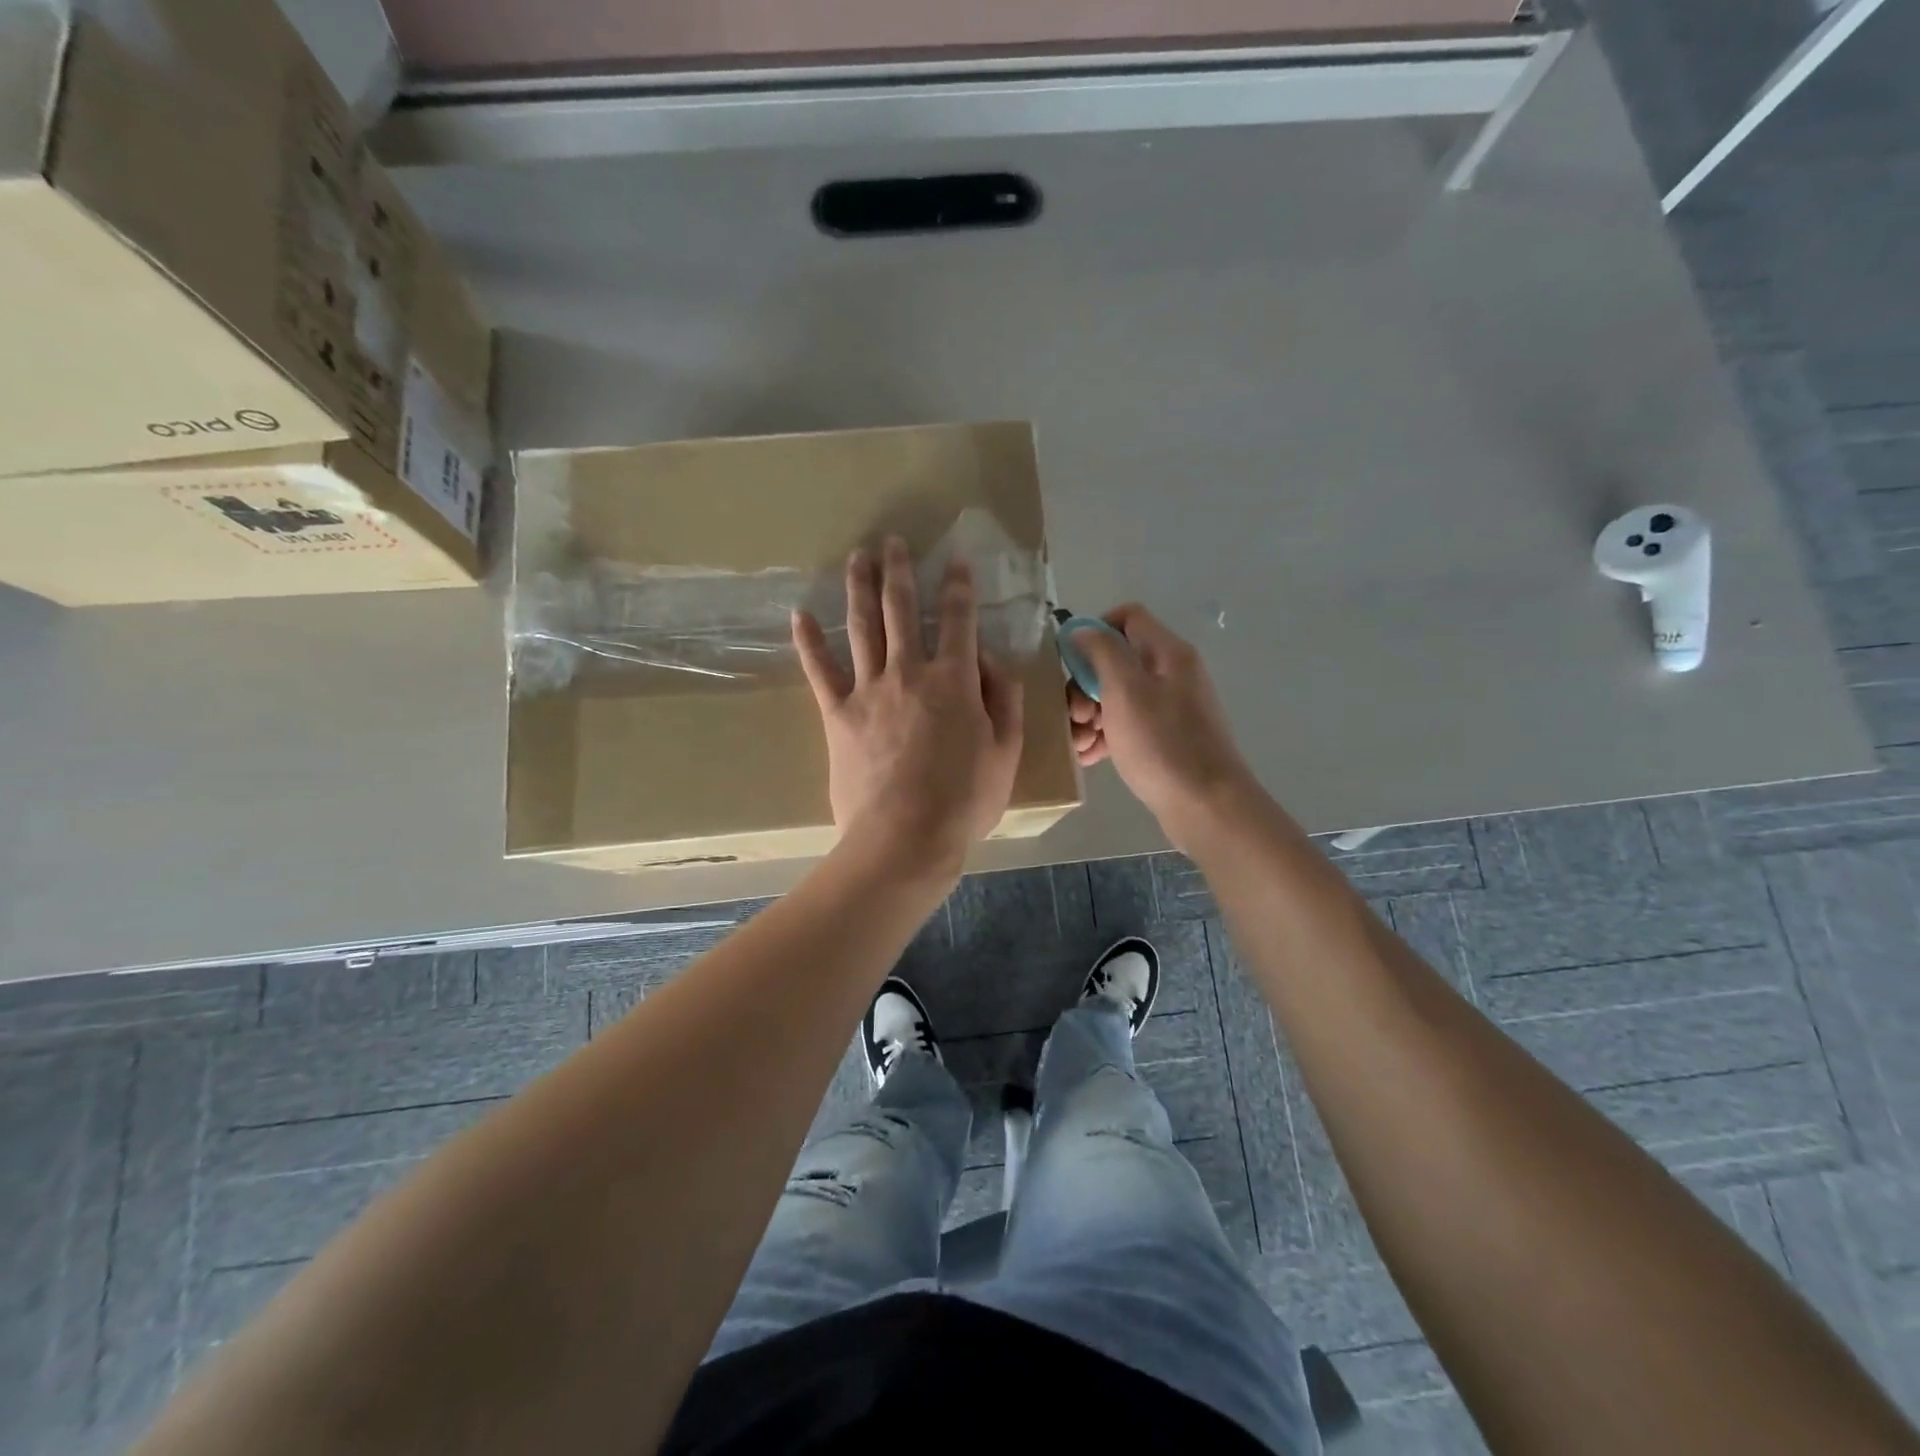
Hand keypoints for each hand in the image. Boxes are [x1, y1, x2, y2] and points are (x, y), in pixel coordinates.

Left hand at [794, 537, 1024, 880]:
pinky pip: (820, 671)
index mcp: (955, 681)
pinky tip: (799, 615)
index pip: (958, 619)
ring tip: (856, 557)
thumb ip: (1005, 702)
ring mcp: (868, 691)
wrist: (905, 837)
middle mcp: (909, 673)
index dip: (959, 585)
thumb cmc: (964, 801)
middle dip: (900, 571)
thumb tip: (993, 662)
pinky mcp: (837, 715)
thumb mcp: (1006, 753)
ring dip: (859, 588)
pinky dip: (809, 642)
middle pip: (901, 609)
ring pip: (862, 627)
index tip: (956, 559)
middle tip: (893, 541)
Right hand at [1066, 604, 1258, 848]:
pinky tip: (1090, 757)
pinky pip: (1129, 726)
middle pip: (1118, 661)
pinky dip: (1107, 735)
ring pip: (1118, 696)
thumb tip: (1082, 629)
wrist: (1206, 804)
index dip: (1095, 630)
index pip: (1128, 617)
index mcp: (1168, 653)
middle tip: (1075, 715)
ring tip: (1077, 743)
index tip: (1071, 661)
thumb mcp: (1124, 690)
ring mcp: (1171, 708)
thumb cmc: (1161, 743)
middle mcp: (1172, 674)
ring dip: (1091, 714)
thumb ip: (1101, 652)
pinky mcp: (1167, 739)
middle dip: (1085, 684)